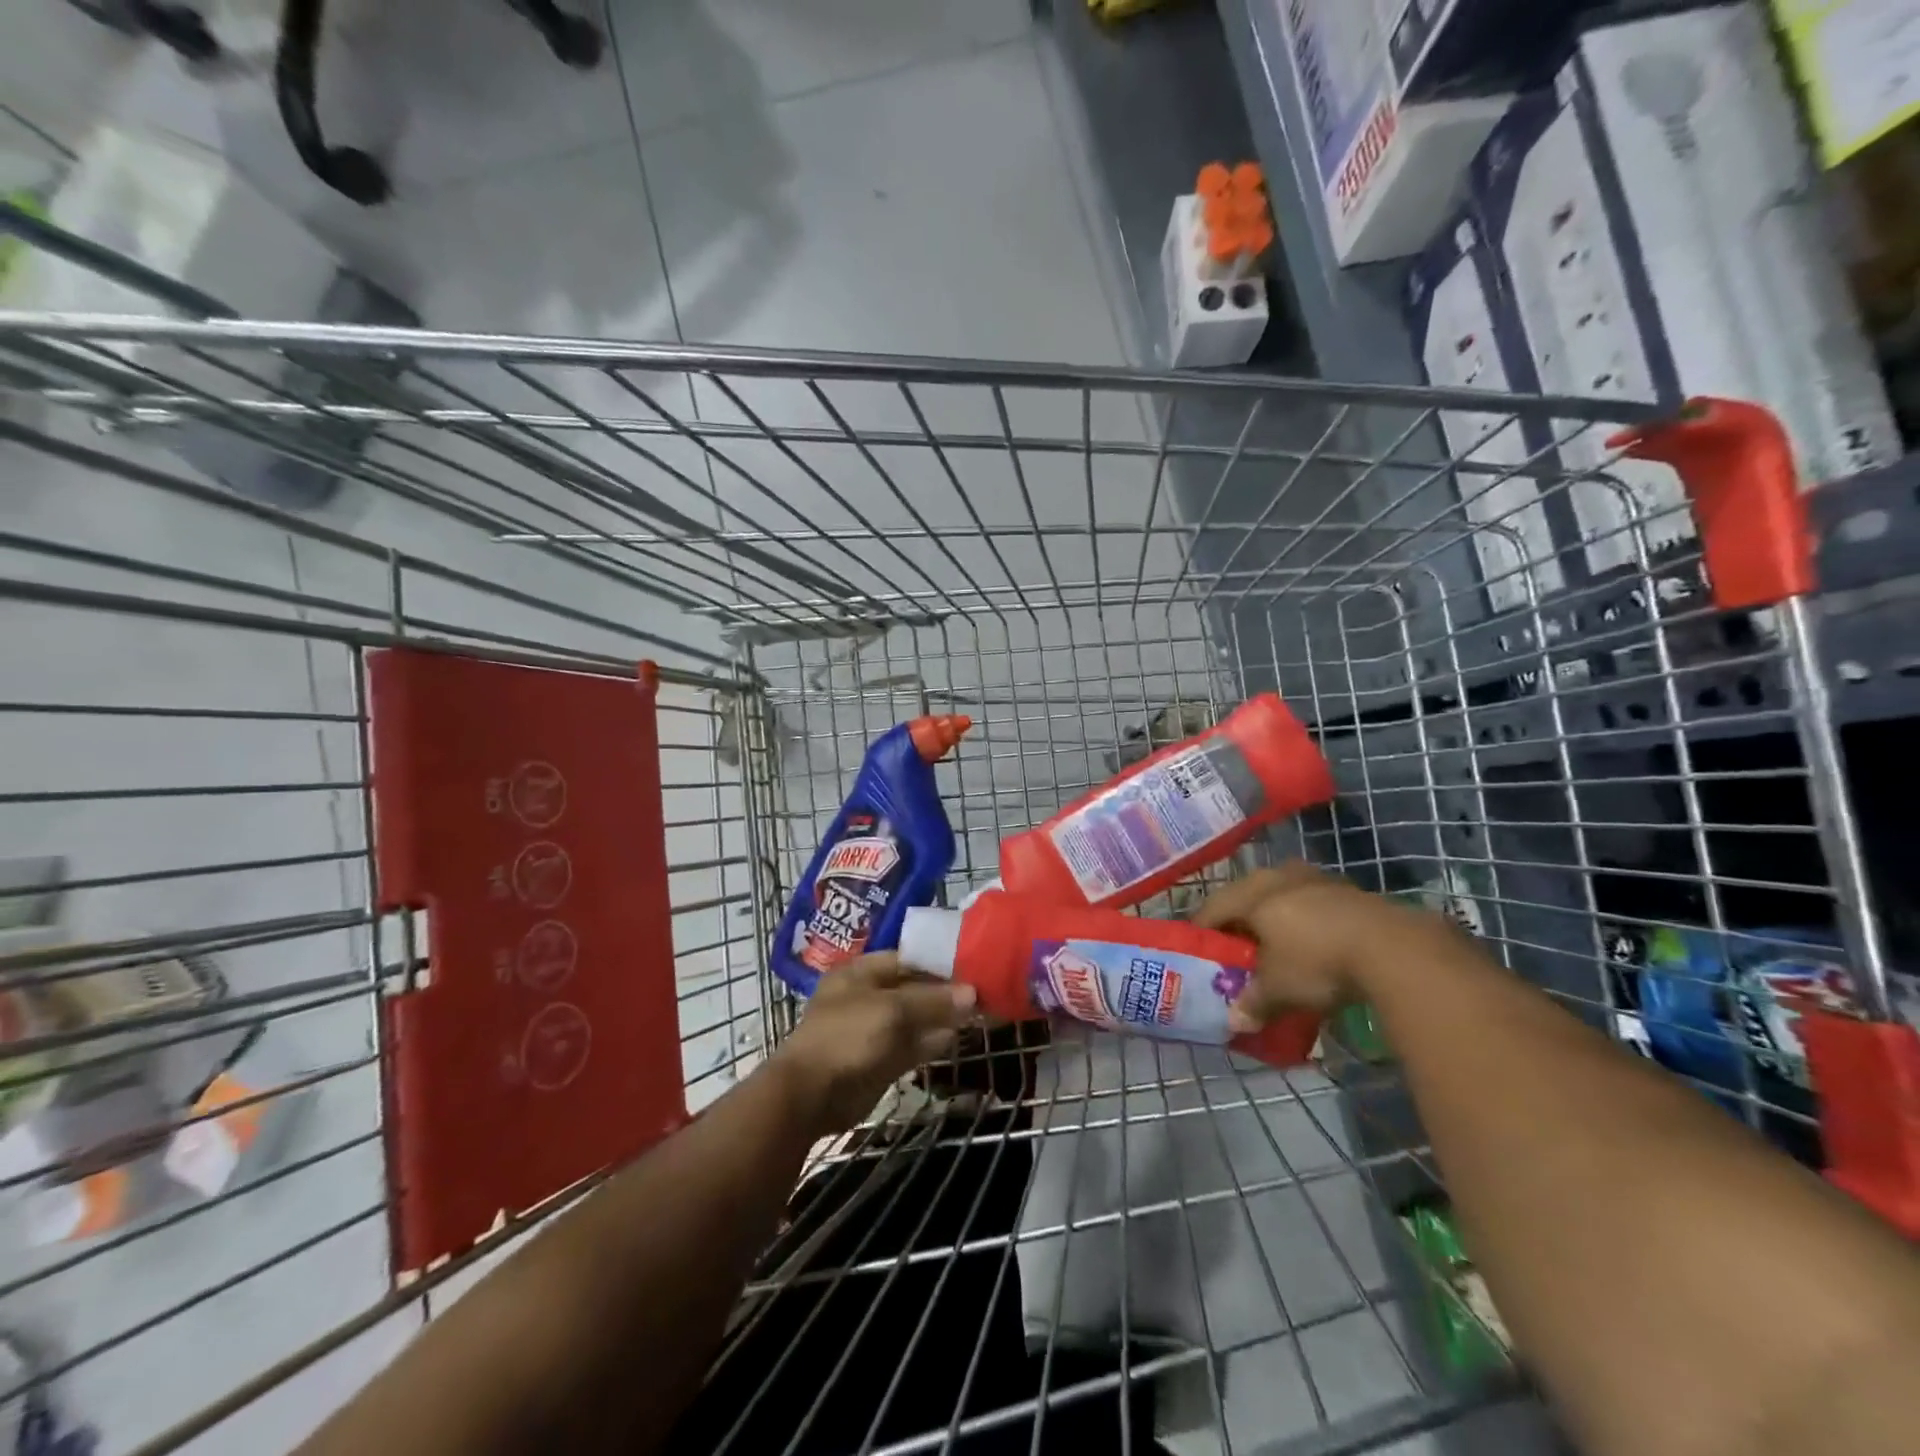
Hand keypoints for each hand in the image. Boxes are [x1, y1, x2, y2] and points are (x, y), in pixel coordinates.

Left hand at [771, 954, 977, 1135]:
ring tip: (979, 1012)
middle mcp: (867, 996)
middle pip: (913, 988)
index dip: (938, 961)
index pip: (906, 958)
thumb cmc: (847, 1037)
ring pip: (915, 1018)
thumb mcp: (891, 1011)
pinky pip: (911, 1044)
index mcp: (860, 972)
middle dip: (944, 991)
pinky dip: (932, 1041)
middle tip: (982, 990)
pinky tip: (957, 1037)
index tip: (971, 964)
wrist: (810, 1096)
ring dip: (942, 1017)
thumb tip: (972, 993)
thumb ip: (932, 1001)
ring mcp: (873, 1030)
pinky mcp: (880, 1060)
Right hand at [1194, 861, 1436, 1030]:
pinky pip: (1309, 900)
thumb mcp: (1280, 990)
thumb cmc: (1317, 962)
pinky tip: (1311, 939)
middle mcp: (1277, 877)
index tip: (1197, 949)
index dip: (1201, 930)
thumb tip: (1234, 1023)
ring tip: (1273, 942)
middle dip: (1238, 920)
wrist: (1393, 947)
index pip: (1212, 908)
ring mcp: (1314, 878)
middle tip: (1234, 947)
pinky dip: (1303, 917)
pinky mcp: (1346, 887)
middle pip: (1245, 896)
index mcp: (1251, 894)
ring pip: (1280, 893)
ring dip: (1273, 915)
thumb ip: (1253, 1003)